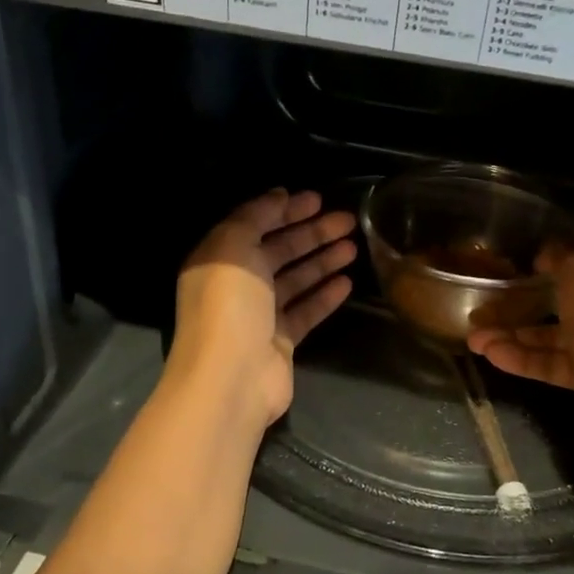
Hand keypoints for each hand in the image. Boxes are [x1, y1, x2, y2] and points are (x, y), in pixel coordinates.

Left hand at [168, 188, 356, 426]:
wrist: (231, 377)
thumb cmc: (230, 304)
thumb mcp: (234, 246)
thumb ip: (255, 215)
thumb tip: (279, 195)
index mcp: (219, 258)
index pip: (255, 224)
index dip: (285, 210)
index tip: (319, 199)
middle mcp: (237, 284)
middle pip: (279, 251)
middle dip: (312, 233)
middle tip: (348, 220)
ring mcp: (259, 315)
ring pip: (296, 280)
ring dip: (323, 261)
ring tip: (354, 246)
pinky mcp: (280, 341)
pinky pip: (305, 311)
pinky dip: (324, 296)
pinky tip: (346, 282)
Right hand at [467, 248, 573, 451]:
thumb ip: (563, 255)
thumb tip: (547, 254)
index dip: (549, 263)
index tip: (516, 266)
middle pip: (561, 302)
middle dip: (520, 303)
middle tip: (483, 306)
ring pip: (551, 336)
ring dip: (513, 335)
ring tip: (474, 338)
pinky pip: (551, 364)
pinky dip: (522, 359)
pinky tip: (490, 355)